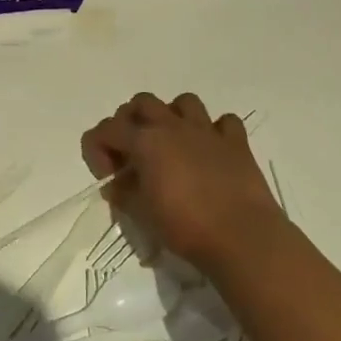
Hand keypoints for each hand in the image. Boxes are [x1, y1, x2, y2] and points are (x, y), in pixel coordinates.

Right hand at [81, 92, 286, 275]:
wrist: (243, 238)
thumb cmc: (185, 226)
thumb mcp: (140, 213)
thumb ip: (122, 192)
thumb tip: (117, 183)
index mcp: (144, 141)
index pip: (105, 130)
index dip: (96, 151)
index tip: (107, 178)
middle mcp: (173, 126)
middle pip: (141, 102)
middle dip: (130, 121)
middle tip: (132, 152)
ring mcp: (207, 131)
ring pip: (183, 102)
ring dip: (172, 116)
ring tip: (171, 142)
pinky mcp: (237, 143)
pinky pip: (224, 122)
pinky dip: (215, 131)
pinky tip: (211, 150)